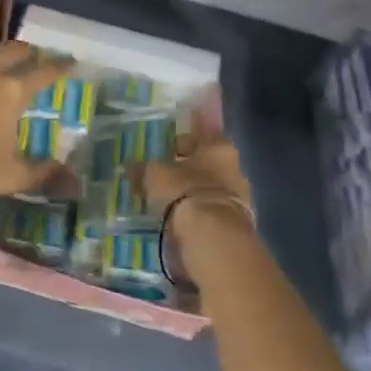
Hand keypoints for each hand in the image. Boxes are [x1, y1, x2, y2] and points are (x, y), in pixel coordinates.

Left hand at [0, 41, 73, 201]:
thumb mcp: (14, 175)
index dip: (60, 66)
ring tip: (1, 61)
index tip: (70, 61)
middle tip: (35, 54)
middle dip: (26, 51)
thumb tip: (71, 180)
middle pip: (10, 52)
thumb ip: (42, 172)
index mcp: (12, 92)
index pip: (43, 72)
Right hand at [135, 107, 254, 283]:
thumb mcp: (155, 176)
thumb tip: (131, 165)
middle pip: (209, 162)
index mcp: (219, 148)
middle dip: (190, 166)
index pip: (204, 133)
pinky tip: (182, 216)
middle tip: (167, 170)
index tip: (171, 143)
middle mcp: (235, 168)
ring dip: (194, 190)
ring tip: (171, 197)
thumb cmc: (185, 192)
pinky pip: (213, 209)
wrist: (214, 237)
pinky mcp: (238, 222)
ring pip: (212, 187)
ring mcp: (240, 197)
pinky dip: (199, 210)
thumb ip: (143, 169)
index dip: (186, 137)